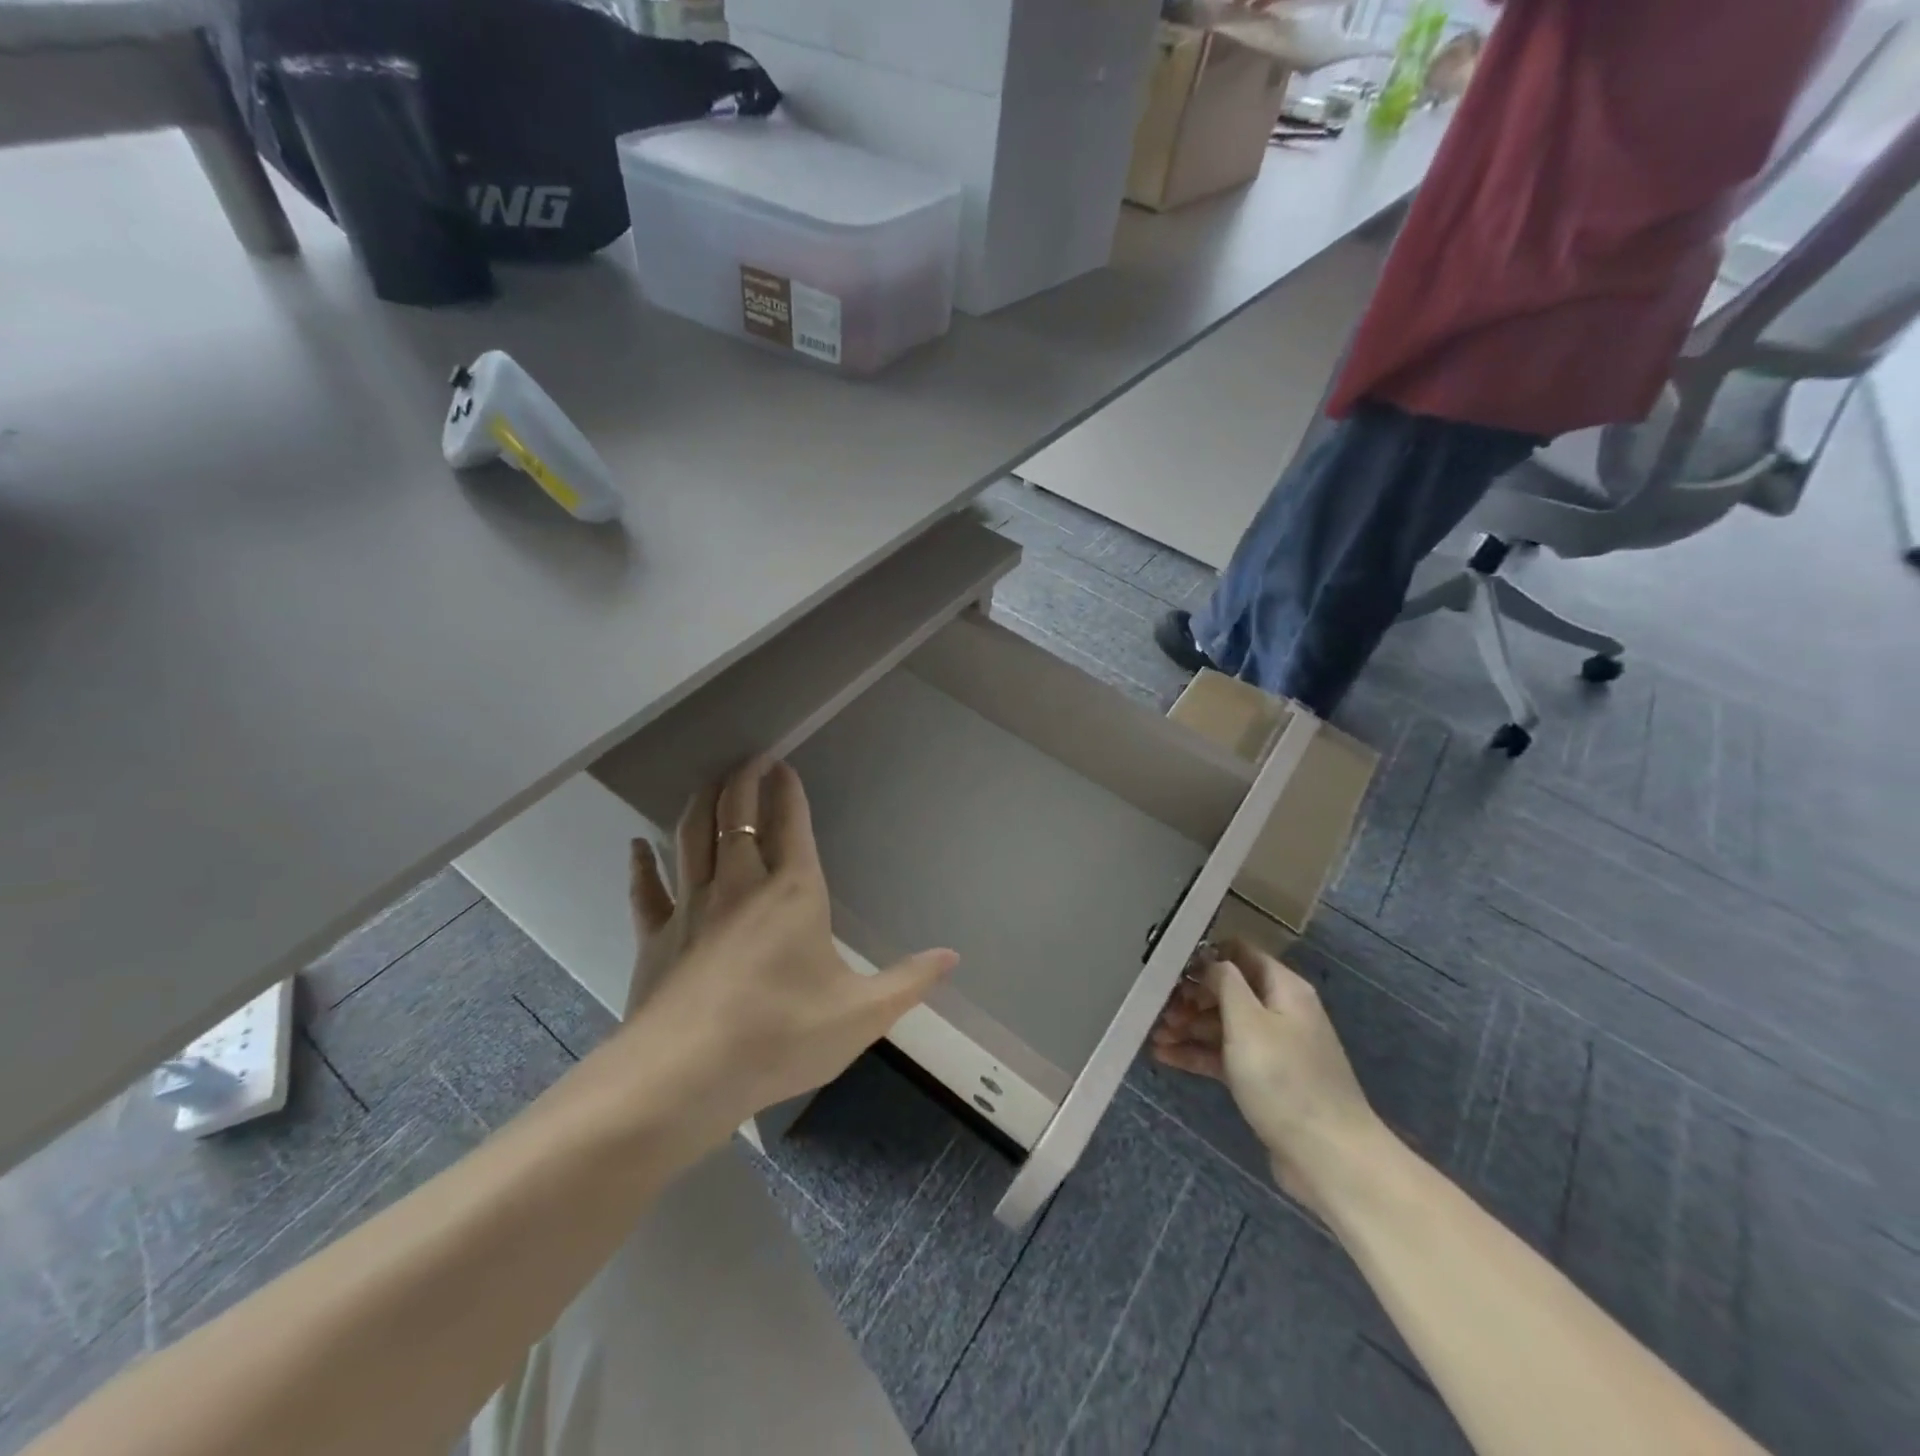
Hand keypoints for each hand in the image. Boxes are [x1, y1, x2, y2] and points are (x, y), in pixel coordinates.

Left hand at [627, 757, 958, 1123]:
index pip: (790, 824)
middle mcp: (740, 885)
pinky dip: (642, 862)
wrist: (686, 1077)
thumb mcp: (861, 1014)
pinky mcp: (655, 936)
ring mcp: (691, 906)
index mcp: (793, 893)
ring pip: (692, 836)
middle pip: (736, 815)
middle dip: (743, 780)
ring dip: (701, 802)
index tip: (783, 764)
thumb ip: (909, 981)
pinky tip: (637, 844)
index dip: (787, 790)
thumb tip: (952, 956)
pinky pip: (645, 888)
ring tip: (709, 782)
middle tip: (749, 758)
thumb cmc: (782, 1037)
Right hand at [1149, 939, 1382, 1211]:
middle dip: (1190, 996)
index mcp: (1283, 989)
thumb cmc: (1284, 1079)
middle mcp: (1280, 1012)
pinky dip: (1197, 1054)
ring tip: (1153, 1035)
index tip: (1169, 966)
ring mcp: (1273, 1048)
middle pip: (1228, 991)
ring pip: (1222, 1025)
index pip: (1240, 953)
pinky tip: (1164, 1057)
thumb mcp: (1248, 1021)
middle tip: (1157, 1008)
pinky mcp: (1264, 1081)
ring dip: (1188, 1027)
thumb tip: (1210, 961)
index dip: (1205, 955)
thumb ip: (1225, 982)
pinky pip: (1224, 1057)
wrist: (1328, 1157)